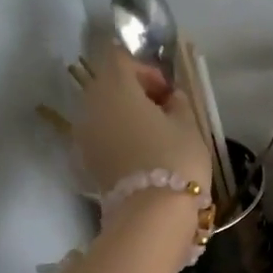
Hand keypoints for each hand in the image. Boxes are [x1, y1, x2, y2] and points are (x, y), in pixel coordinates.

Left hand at [74, 42, 210, 195]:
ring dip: (124, 115)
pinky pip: (101, 135)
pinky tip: (141, 153)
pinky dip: (118, 136)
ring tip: (153, 135)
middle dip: (133, 92)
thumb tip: (170, 97)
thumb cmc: (175, 159)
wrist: (151, 214)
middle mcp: (91, 105)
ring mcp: (84, 134)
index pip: (120, 59)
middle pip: (107, 84)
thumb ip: (178, 102)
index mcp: (115, 88)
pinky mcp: (85, 160)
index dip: (146, 69)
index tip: (167, 91)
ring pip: (102, 111)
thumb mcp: (189, 125)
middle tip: (162, 111)